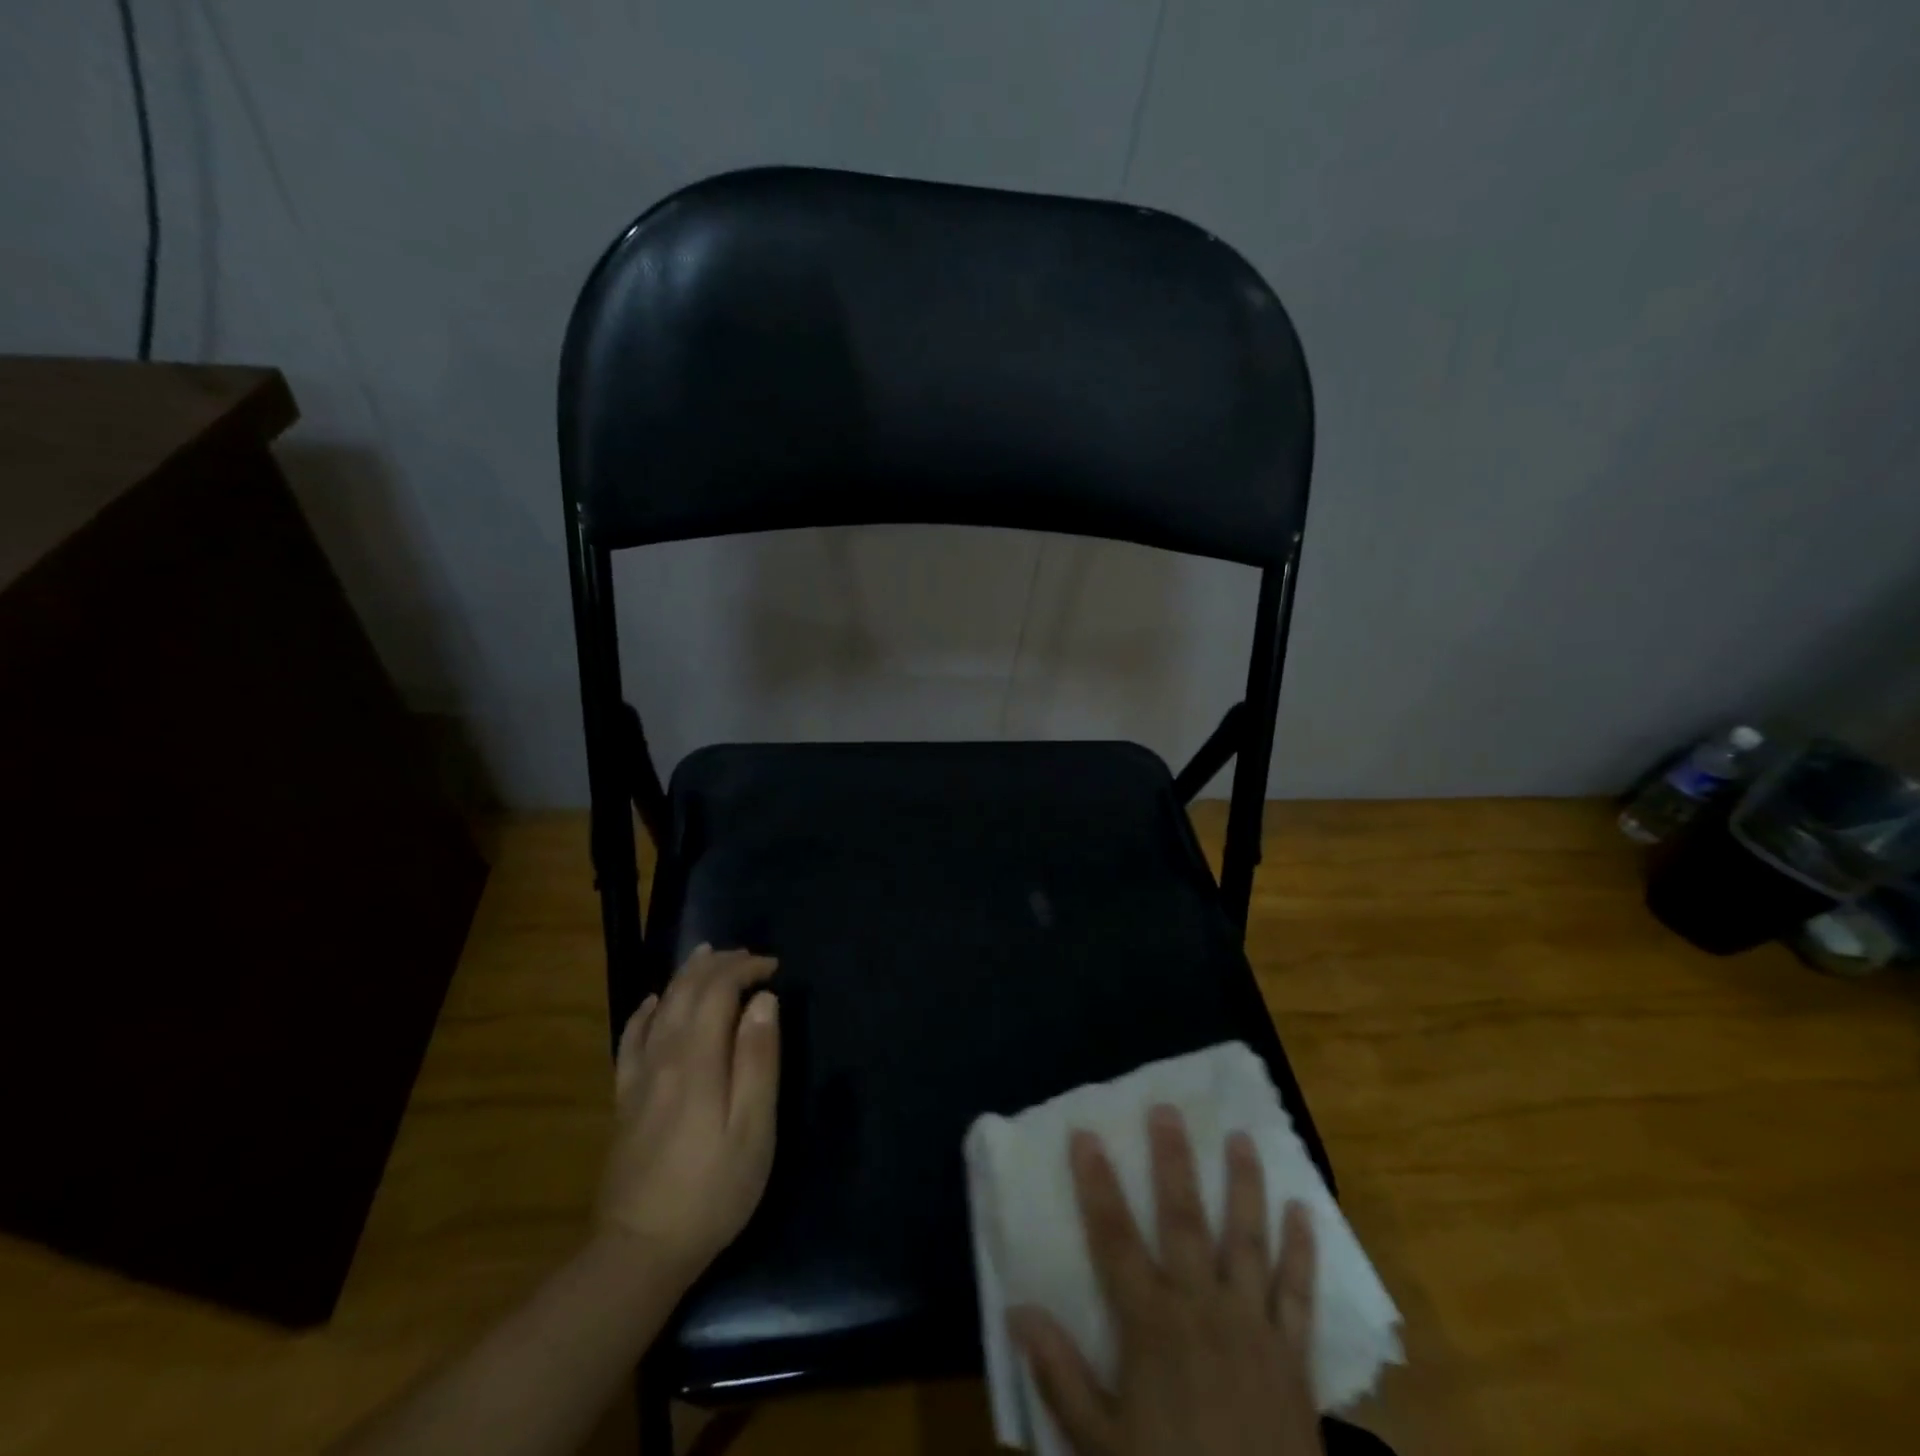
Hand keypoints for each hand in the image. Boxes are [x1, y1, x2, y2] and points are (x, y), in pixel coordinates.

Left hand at [595, 945, 780, 1285]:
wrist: (640, 1252)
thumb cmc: (713, 1190)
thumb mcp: (754, 1129)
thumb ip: (758, 1059)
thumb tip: (764, 1001)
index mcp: (698, 1061)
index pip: (717, 992)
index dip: (745, 969)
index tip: (773, 967)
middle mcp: (663, 1058)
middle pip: (686, 992)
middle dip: (718, 965)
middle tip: (748, 956)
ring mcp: (638, 1079)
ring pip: (659, 1009)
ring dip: (685, 977)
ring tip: (707, 957)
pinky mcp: (624, 1101)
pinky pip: (630, 1041)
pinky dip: (643, 1012)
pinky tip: (651, 1003)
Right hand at [1009, 1107, 1322, 1455]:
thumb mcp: (1101, 1447)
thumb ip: (1060, 1375)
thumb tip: (1019, 1309)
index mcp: (1151, 1325)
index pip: (1114, 1237)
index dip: (1097, 1183)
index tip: (1085, 1134)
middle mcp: (1202, 1309)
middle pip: (1183, 1219)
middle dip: (1173, 1161)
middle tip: (1168, 1110)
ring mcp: (1253, 1328)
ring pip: (1246, 1240)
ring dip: (1244, 1185)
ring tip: (1241, 1137)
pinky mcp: (1295, 1357)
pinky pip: (1299, 1294)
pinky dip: (1302, 1252)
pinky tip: (1305, 1212)